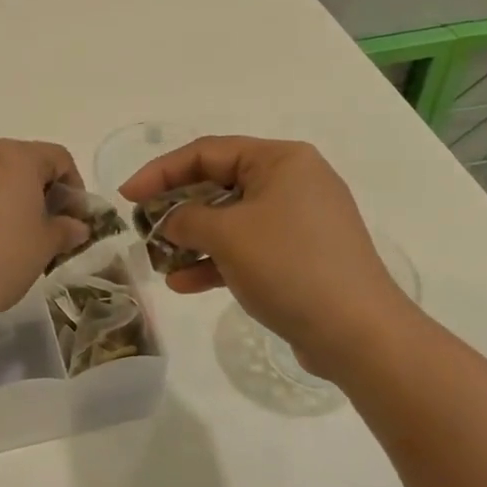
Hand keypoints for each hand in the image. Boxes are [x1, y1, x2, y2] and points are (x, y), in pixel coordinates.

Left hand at [0, 140, 91, 340]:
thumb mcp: (44, 246)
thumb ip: (65, 230)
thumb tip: (76, 226)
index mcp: (16, 156)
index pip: (58, 158)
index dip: (75, 187)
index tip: (76, 220)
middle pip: (24, 161)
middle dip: (42, 190)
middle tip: (50, 228)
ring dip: (13, 198)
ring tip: (18, 237)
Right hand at [119, 136, 411, 375]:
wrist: (359, 334)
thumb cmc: (289, 266)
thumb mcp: (227, 235)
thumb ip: (186, 219)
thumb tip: (170, 221)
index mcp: (280, 160)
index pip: (207, 152)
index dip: (160, 172)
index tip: (127, 195)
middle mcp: (293, 181)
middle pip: (219, 184)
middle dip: (177, 209)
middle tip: (142, 227)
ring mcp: (300, 221)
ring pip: (232, 220)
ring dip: (193, 240)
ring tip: (159, 262)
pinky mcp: (301, 256)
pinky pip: (249, 248)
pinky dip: (217, 261)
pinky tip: (184, 284)